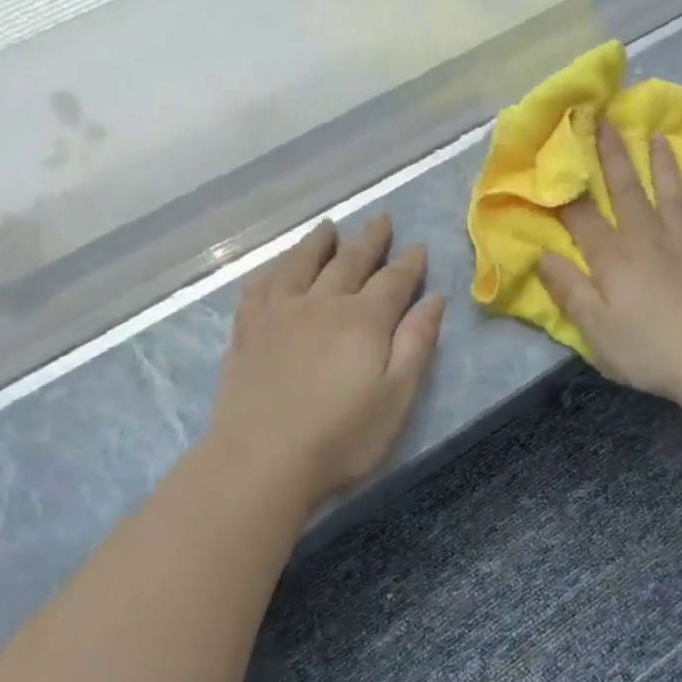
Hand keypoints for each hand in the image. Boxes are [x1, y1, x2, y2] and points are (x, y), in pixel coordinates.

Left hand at [209, 215, 446, 504]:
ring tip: (329, 227)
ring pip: (301, 262)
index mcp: (363, 319)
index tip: (419, 247)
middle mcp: (321, 303)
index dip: (409, 263)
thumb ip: (416, 343)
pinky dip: (274, 268)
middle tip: (381, 220)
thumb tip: (434, 298)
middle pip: (349, 260)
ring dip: (319, 242)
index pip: (393, 280)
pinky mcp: (247, 330)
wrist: (261, 461)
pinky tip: (278, 266)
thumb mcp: (397, 396)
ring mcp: (278, 313)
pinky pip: (260, 284)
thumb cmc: (341, 437)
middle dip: (369, 239)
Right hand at [537, 121, 681, 405]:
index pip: (583, 218)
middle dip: (613, 156)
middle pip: (627, 192)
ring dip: (663, 164)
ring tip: (657, 135)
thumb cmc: (650, 351)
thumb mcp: (596, 330)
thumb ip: (569, 290)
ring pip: (672, 195)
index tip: (557, 157)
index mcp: (614, 260)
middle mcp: (649, 241)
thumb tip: (542, 255)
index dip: (567, 189)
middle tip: (605, 120)